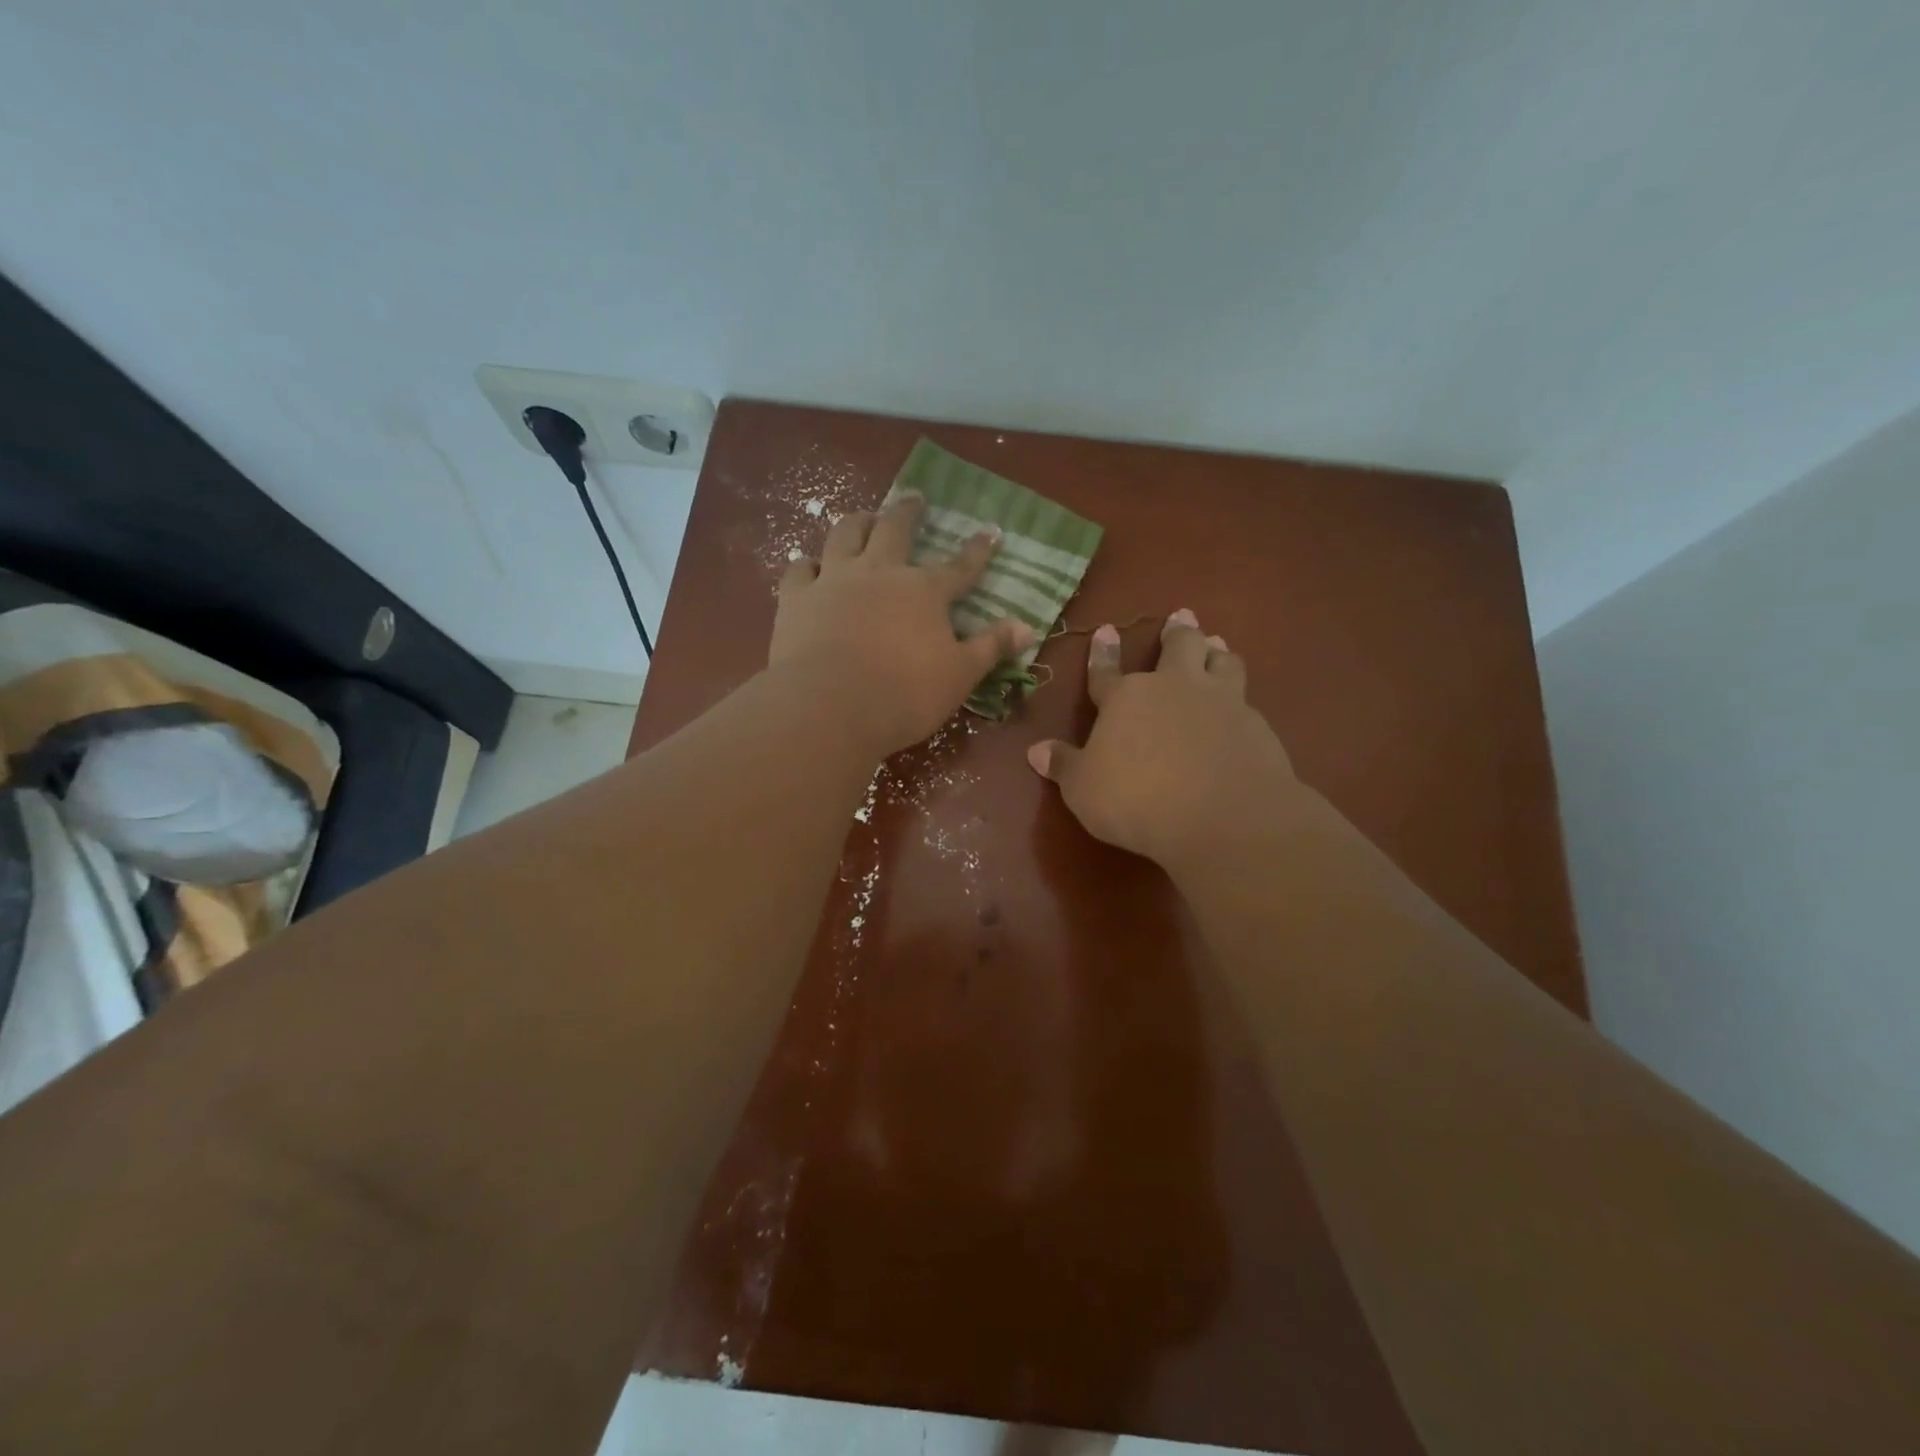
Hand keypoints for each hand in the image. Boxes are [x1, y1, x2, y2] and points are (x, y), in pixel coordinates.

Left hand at [770, 493, 1032, 756]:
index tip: (991, 531)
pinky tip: (810, 564)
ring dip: (857, 521)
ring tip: (864, 515)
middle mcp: (879, 572)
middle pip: (895, 530)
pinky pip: (800, 568)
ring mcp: (834, 580)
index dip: (977, 550)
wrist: (830, 706)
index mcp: (924, 591)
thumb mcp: (960, 675)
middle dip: (908, 512)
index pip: (959, 566)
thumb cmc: (905, 694)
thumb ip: (991, 647)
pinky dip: (808, 563)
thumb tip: (1027, 627)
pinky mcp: (796, 598)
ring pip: (845, 535)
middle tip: (914, 496)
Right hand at [1026, 609, 1298, 871]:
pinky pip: (1246, 699)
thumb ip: (1063, 766)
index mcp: (1126, 698)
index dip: (1103, 653)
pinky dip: (1240, 697)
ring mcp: (1220, 701)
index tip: (1106, 630)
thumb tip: (1035, 750)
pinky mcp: (1255, 724)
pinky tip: (1242, 708)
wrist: (1222, 815)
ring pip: (1222, 660)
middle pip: (1178, 646)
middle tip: (1181, 616)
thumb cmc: (1137, 799)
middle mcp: (1174, 687)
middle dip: (1177, 631)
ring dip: (1216, 651)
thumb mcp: (1083, 789)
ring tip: (1216, 645)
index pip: (1106, 672)